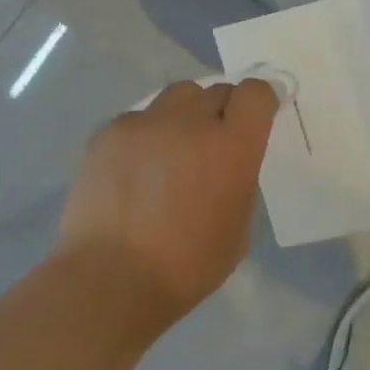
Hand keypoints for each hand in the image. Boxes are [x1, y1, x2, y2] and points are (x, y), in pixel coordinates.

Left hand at [59, 78, 279, 326]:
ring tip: (173, 149)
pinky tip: (135, 168)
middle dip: (222, 112)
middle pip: (217, 91)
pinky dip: (146, 134)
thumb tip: (229, 165)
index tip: (256, 119)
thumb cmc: (186, 266)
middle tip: (211, 145)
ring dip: (185, 114)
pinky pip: (139, 117)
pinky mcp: (111, 130)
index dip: (259, 101)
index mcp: (232, 146)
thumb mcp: (238, 229)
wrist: (110, 278)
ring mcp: (147, 121)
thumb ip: (240, 182)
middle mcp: (192, 121)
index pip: (256, 93)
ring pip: (178, 96)